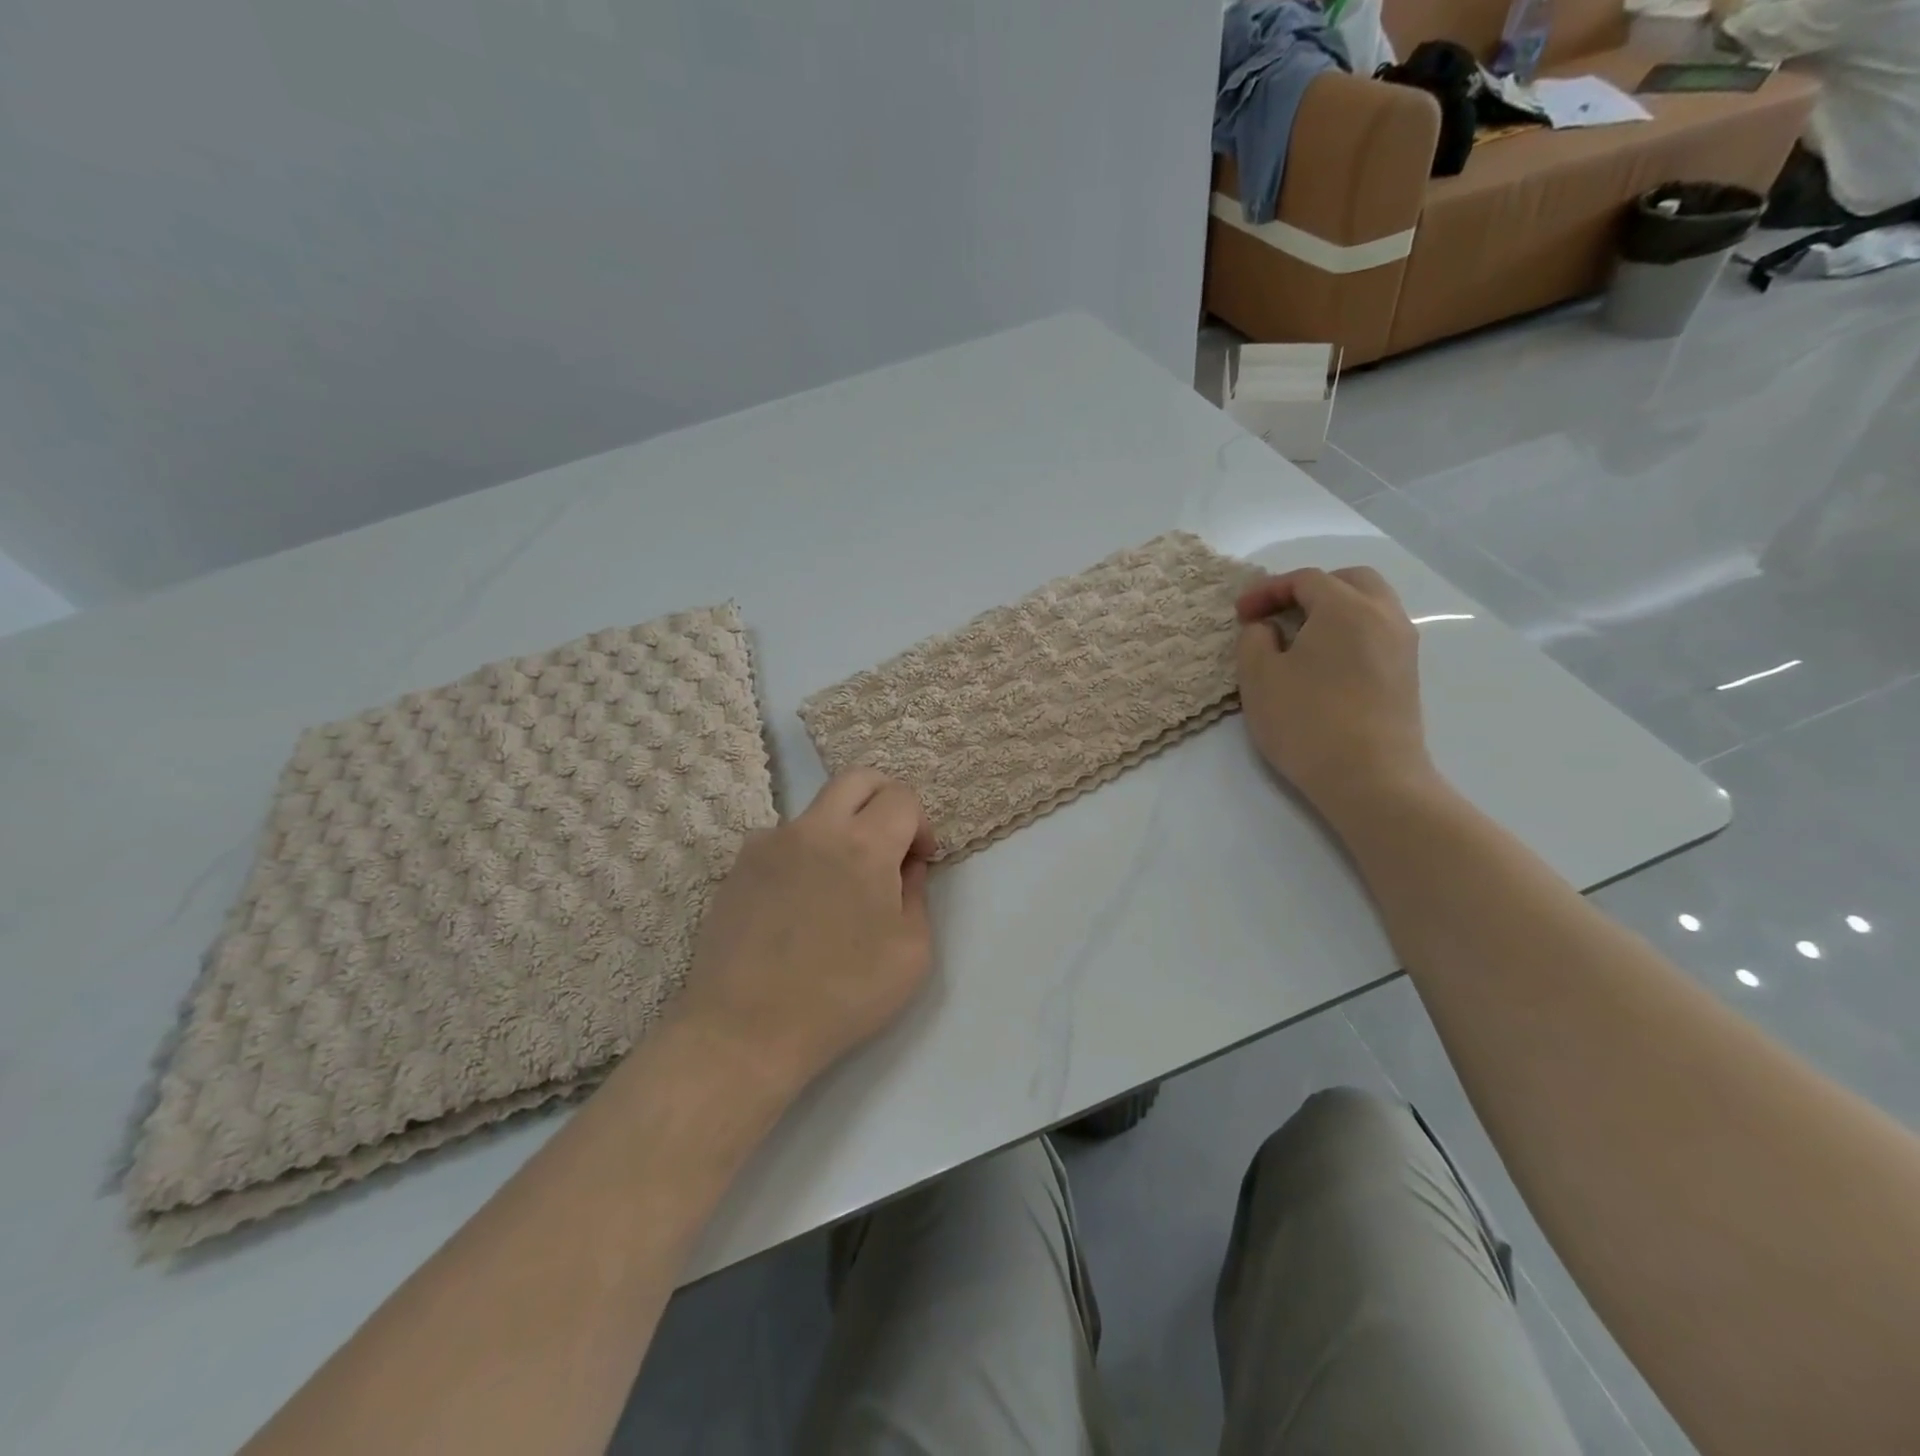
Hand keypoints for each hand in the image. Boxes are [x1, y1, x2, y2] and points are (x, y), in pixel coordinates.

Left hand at [671, 768, 937, 1097]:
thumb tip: (905, 866)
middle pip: (857, 778)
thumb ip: (917, 894)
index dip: (920, 824)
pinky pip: (783, 841)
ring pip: (818, 810)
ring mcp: (769, 843)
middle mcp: (814, 828)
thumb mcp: (912, 952)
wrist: (746, 1029)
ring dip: (842, 830)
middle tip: (891, 842)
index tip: (918, 862)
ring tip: (840, 887)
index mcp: (863, 845)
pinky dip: (804, 855)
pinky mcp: (739, 865)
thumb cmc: (842, 995)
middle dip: (885, 799)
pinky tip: (799, 905)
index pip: (902, 797)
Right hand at [1235, 566, 1436, 819]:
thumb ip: (1254, 639)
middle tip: (1277, 613)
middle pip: (1348, 580)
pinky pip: (1377, 631)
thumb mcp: (1258, 678)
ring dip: (1333, 610)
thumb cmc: (1306, 722)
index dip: (1267, 590)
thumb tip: (1268, 627)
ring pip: (1369, 604)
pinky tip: (1324, 662)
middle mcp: (1383, 615)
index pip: (1304, 579)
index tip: (1240, 614)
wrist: (1370, 778)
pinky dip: (1350, 631)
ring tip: (1299, 637)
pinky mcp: (1407, 673)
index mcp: (1345, 607)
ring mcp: (1402, 644)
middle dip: (1309, 589)